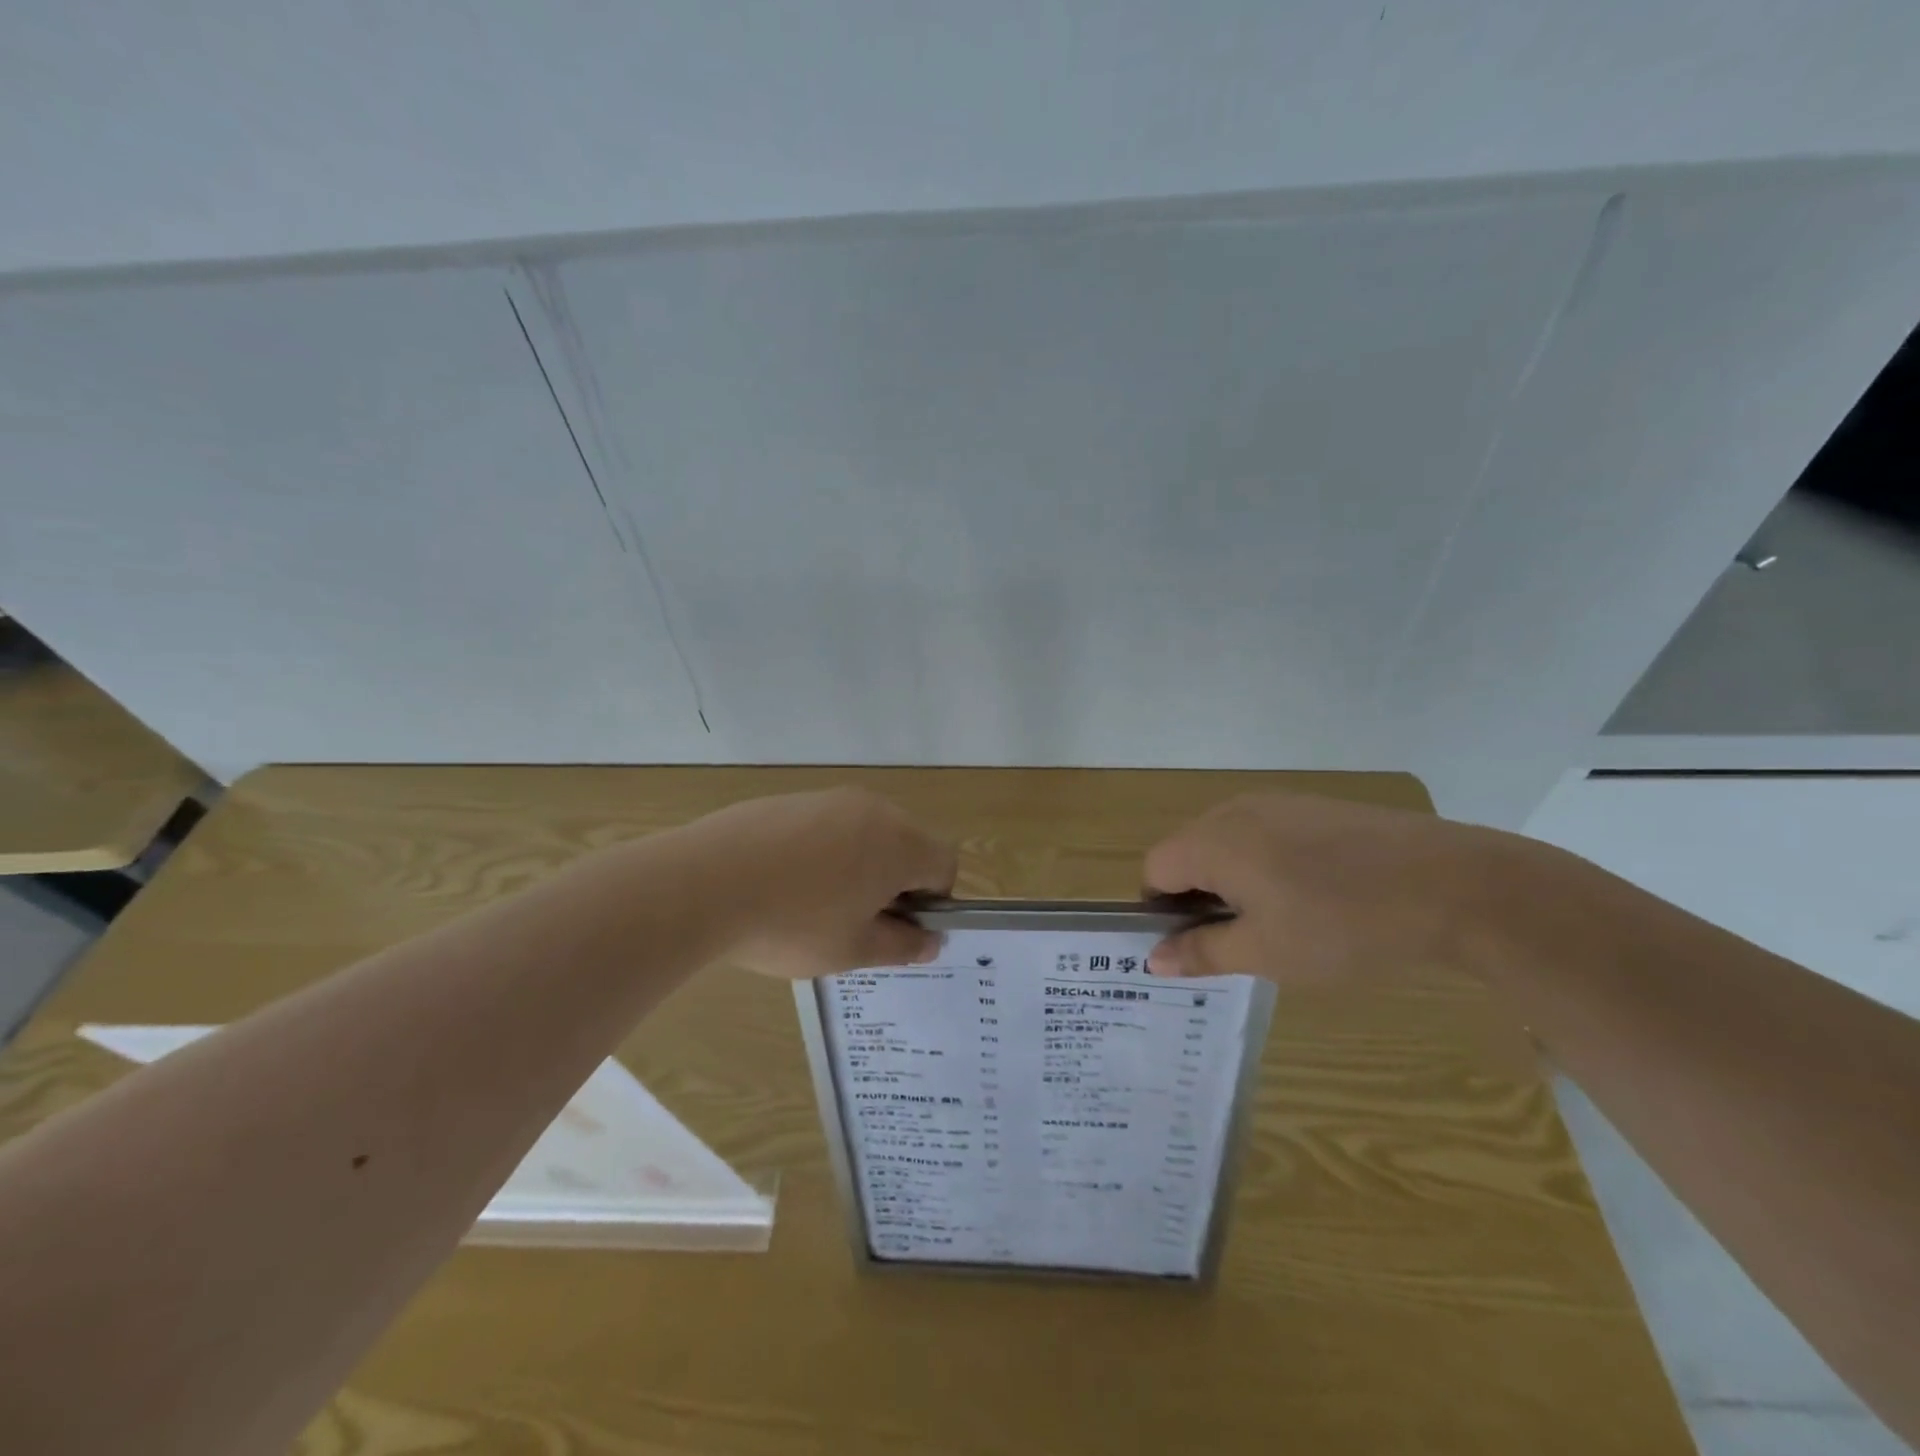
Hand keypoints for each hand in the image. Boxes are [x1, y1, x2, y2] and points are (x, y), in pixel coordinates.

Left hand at [678, 787, 957, 978]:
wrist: (703, 883)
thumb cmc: (793, 923)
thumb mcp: (854, 950)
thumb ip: (902, 945)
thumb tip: (930, 941)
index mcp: (899, 843)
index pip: (945, 863)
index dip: (933, 900)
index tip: (897, 927)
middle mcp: (872, 809)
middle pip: (906, 843)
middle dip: (894, 882)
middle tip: (857, 921)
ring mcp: (828, 799)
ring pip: (864, 833)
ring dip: (857, 866)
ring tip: (813, 905)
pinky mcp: (789, 799)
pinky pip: (825, 826)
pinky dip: (820, 853)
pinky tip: (781, 884)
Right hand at [1143, 792, 1516, 983]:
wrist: (1451, 883)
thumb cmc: (1342, 925)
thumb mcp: (1266, 953)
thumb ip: (1201, 953)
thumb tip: (1153, 958)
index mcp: (1211, 841)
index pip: (1155, 869)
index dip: (1163, 910)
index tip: (1199, 944)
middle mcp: (1233, 811)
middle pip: (1187, 851)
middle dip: (1198, 896)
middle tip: (1240, 939)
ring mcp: (1276, 802)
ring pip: (1226, 842)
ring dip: (1233, 880)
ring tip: (1279, 920)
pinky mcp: (1312, 805)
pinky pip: (1264, 833)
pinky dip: (1266, 863)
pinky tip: (1313, 894)